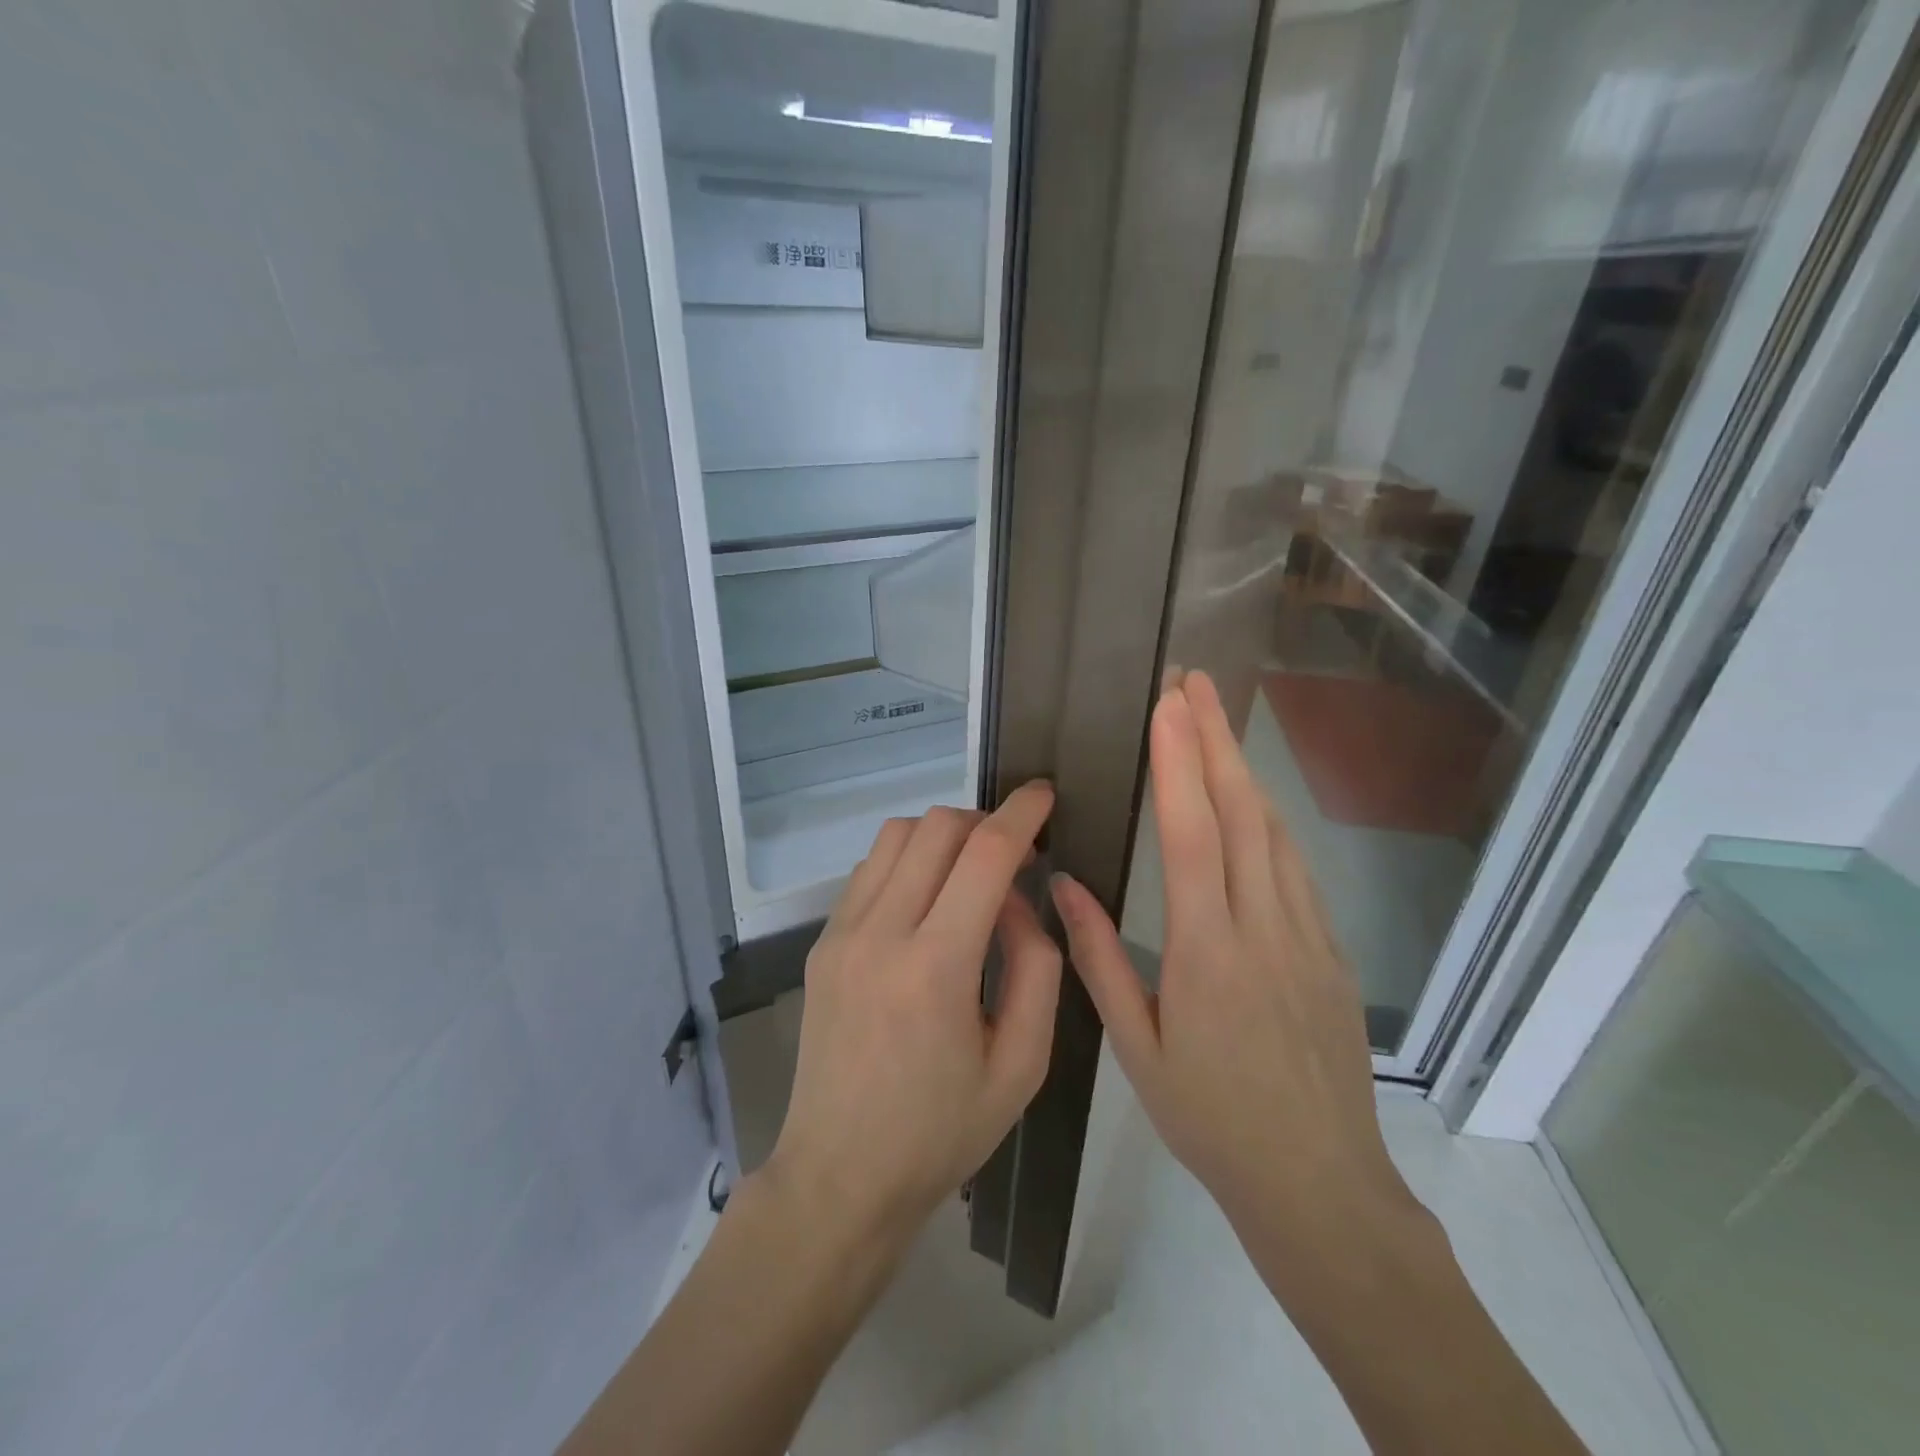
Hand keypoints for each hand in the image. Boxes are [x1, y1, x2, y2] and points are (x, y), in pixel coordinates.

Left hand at [765, 783, 1061, 1245]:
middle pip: (935, 827)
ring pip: (896, 836)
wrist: (839, 1176)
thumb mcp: (1022, 1064)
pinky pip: (869, 869)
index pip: (985, 854)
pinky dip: (907, 861)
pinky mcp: (822, 943)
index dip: (1022, 813)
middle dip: (984, 821)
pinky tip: (926, 901)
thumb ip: (1036, 966)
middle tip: (1014, 853)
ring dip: (942, 836)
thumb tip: (1020, 899)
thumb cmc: (941, 1132)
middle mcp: (880, 933)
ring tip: (970, 874)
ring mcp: (841, 934)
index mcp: (936, 968)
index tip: (1045, 795)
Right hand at [1051, 673, 1415, 1253]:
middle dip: (1215, 739)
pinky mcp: (1332, 950)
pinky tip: (1255, 801)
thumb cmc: (1212, 1119)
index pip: (1194, 835)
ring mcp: (1307, 936)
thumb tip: (1065, 886)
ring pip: (1276, 832)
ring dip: (1244, 769)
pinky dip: (1271, 819)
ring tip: (1217, 722)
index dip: (1180, 763)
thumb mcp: (1138, 1048)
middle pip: (1242, 813)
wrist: (1320, 1184)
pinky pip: (1297, 867)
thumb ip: (1100, 961)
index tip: (1168, 706)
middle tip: (1195, 683)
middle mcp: (1263, 928)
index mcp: (1208, 952)